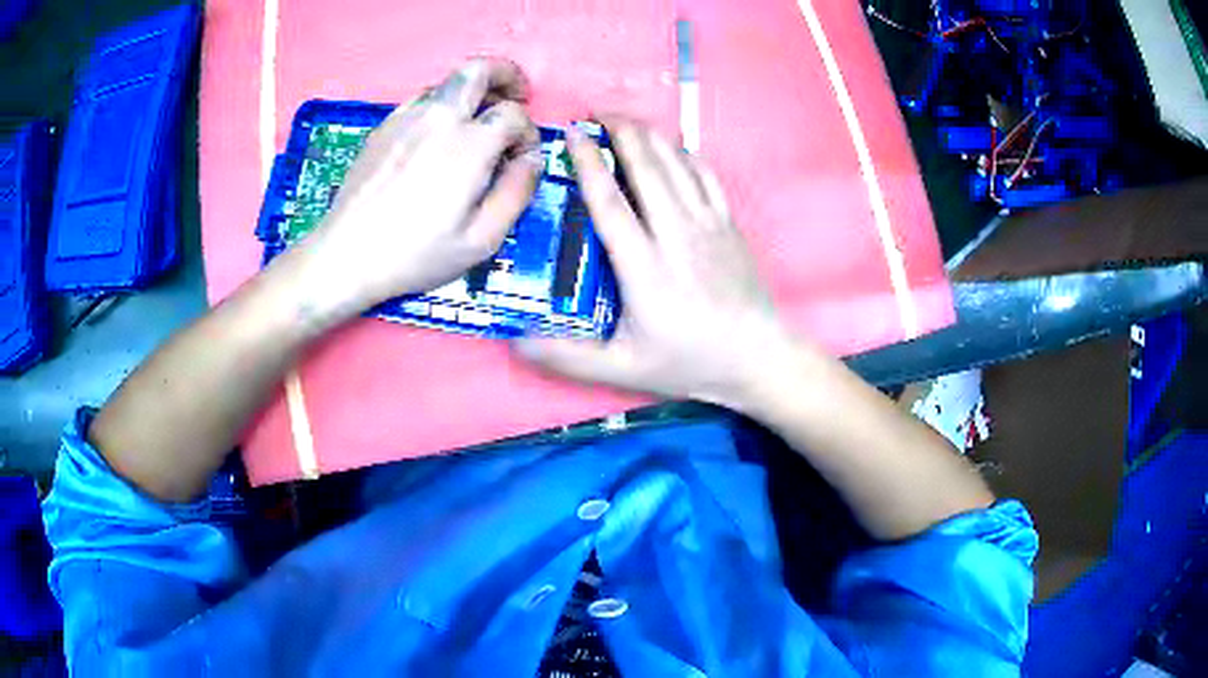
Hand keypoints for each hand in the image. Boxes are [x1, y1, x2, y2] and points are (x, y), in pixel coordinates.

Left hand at [290, 58, 540, 315]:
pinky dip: (442, 107)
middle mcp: (438, 118)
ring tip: (477, 123)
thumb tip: (533, 159)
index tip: (523, 160)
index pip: (513, 114)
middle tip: (516, 97)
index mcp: (468, 145)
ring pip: (449, 81)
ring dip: (473, 93)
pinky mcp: (384, 127)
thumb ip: (517, 192)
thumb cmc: (416, 254)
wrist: (346, 256)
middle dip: (506, 76)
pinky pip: (422, 100)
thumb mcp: (481, 239)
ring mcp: (406, 117)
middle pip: (479, 69)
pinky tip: (439, 139)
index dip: (529, 133)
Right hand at [516, 119, 793, 408]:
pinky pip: (705, 175)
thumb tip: (518, 341)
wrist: (757, 358)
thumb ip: (569, 357)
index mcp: (644, 267)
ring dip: (649, 135)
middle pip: (646, 168)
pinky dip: (684, 153)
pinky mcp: (729, 224)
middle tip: (596, 112)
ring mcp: (708, 225)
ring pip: (676, 164)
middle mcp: (676, 235)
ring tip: (625, 120)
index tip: (573, 134)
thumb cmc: (690, 362)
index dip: (588, 163)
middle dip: (620, 132)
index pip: (609, 202)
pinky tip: (670, 146)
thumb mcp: (624, 369)